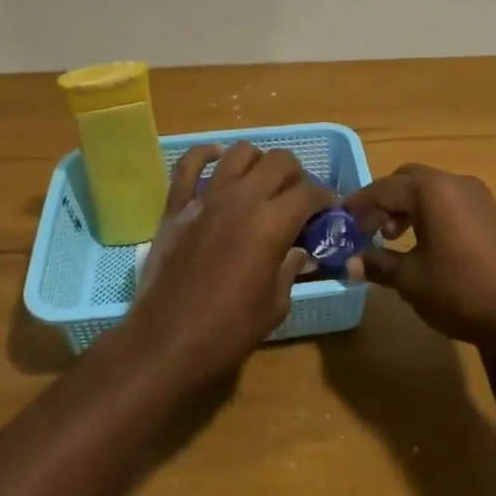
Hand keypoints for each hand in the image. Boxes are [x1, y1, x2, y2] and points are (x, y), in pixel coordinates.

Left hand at [118, 142, 329, 388]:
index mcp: (273, 223)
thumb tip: (299, 251)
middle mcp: (242, 198)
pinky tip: (216, 158)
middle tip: (297, 198)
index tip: (329, 210)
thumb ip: (290, 268)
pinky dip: (204, 154)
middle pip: (279, 161)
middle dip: (297, 175)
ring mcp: (206, 197)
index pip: (310, 193)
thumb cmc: (228, 330)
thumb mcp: (276, 304)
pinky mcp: (176, 206)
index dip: (326, 199)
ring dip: (258, 162)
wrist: (166, 342)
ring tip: (261, 181)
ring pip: (239, 153)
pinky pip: (188, 164)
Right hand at [341, 164, 495, 349]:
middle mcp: (455, 182)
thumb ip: (378, 264)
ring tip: (392, 239)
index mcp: (432, 190)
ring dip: (406, 207)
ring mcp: (477, 196)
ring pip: (430, 189)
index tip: (340, 223)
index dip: (358, 205)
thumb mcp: (411, 280)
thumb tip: (351, 263)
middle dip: (383, 201)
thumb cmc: (460, 291)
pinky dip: (429, 213)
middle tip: (366, 230)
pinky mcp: (491, 212)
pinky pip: (449, 201)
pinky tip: (424, 243)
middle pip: (407, 180)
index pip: (383, 188)